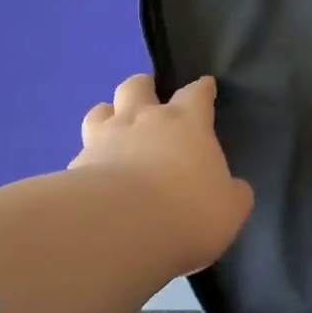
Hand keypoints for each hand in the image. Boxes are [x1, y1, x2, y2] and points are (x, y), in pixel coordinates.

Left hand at [73, 74, 253, 275]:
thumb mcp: (230, 209)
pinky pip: (82, 150)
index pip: (197, 93)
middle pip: (138, 86)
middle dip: (144, 86)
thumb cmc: (188, 211)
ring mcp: (106, 137)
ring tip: (112, 126)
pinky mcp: (77, 164)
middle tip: (148, 96)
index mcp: (186, 123)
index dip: (202, 88)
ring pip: (101, 109)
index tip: (205, 85)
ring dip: (108, 113)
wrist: (121, 227)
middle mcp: (144, 119)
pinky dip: (88, 156)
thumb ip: (233, 193)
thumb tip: (234, 188)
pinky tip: (92, 173)